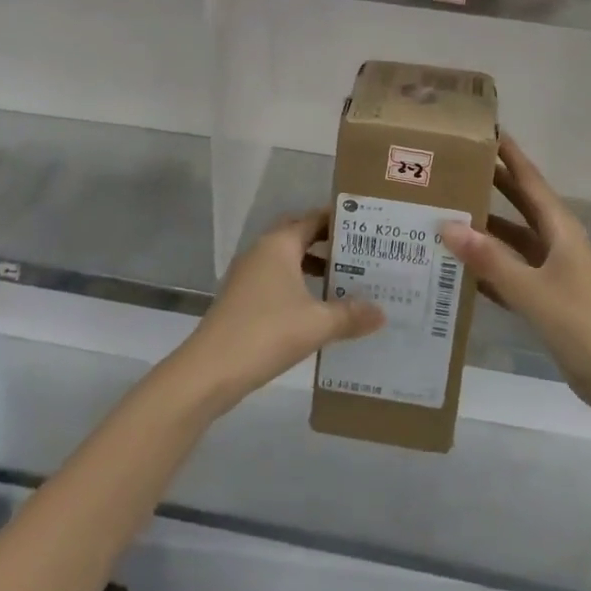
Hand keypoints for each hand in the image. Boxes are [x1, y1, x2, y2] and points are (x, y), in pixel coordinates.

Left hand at [174, 209, 383, 412]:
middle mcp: (262, 251)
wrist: (209, 371)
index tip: (367, 226)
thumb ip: (351, 315)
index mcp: (279, 244)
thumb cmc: (266, 333)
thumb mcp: (317, 324)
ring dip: (312, 265)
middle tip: (359, 251)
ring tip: (345, 279)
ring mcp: (248, 275)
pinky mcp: (241, 298)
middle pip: (299, 234)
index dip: (340, 221)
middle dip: (327, 241)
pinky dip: (298, 284)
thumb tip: (382, 312)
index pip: (314, 218)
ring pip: (287, 259)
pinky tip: (316, 308)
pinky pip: (277, 279)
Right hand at [441, 133, 590, 415]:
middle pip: (518, 203)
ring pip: (511, 238)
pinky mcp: (546, 297)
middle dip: (489, 183)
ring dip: (483, 227)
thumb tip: (447, 225)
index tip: (482, 128)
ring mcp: (551, 270)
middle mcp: (554, 241)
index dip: (508, 153)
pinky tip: (458, 266)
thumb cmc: (582, 325)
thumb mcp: (533, 291)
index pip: (528, 179)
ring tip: (444, 212)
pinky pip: (510, 271)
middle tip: (450, 166)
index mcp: (559, 228)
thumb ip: (490, 261)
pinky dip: (487, 265)